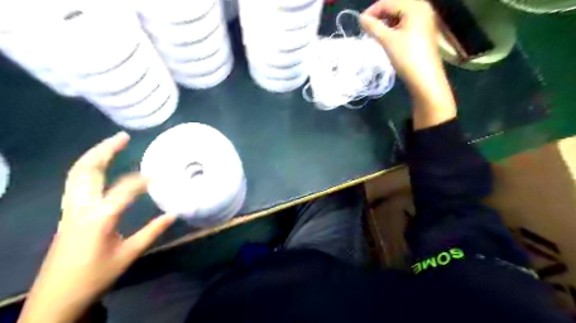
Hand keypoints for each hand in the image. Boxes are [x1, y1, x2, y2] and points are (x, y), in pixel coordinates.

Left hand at [17, 132, 174, 322]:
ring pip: (76, 174)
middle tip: (122, 137)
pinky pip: (75, 183)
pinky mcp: (67, 213)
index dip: (144, 179)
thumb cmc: (94, 276)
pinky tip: (100, 167)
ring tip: (111, 144)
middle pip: (86, 171)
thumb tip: (175, 214)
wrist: (56, 298)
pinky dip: (88, 168)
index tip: (162, 172)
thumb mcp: (128, 254)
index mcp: (98, 219)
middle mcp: (80, 208)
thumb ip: (152, 232)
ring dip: (94, 156)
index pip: (124, 189)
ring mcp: (69, 210)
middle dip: (104, 151)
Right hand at [358, 1, 453, 129]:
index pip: (388, 2)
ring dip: (386, 22)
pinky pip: (406, 23)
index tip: (359, 23)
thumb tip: (361, 18)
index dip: (372, 11)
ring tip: (376, 34)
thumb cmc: (407, 57)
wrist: (425, 79)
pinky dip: (395, 28)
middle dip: (380, 16)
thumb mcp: (387, 41)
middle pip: (396, 6)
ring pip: (401, 15)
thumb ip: (373, 27)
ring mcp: (425, 20)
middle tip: (367, 29)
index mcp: (415, 6)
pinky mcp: (424, 31)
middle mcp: (423, 8)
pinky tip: (388, 38)